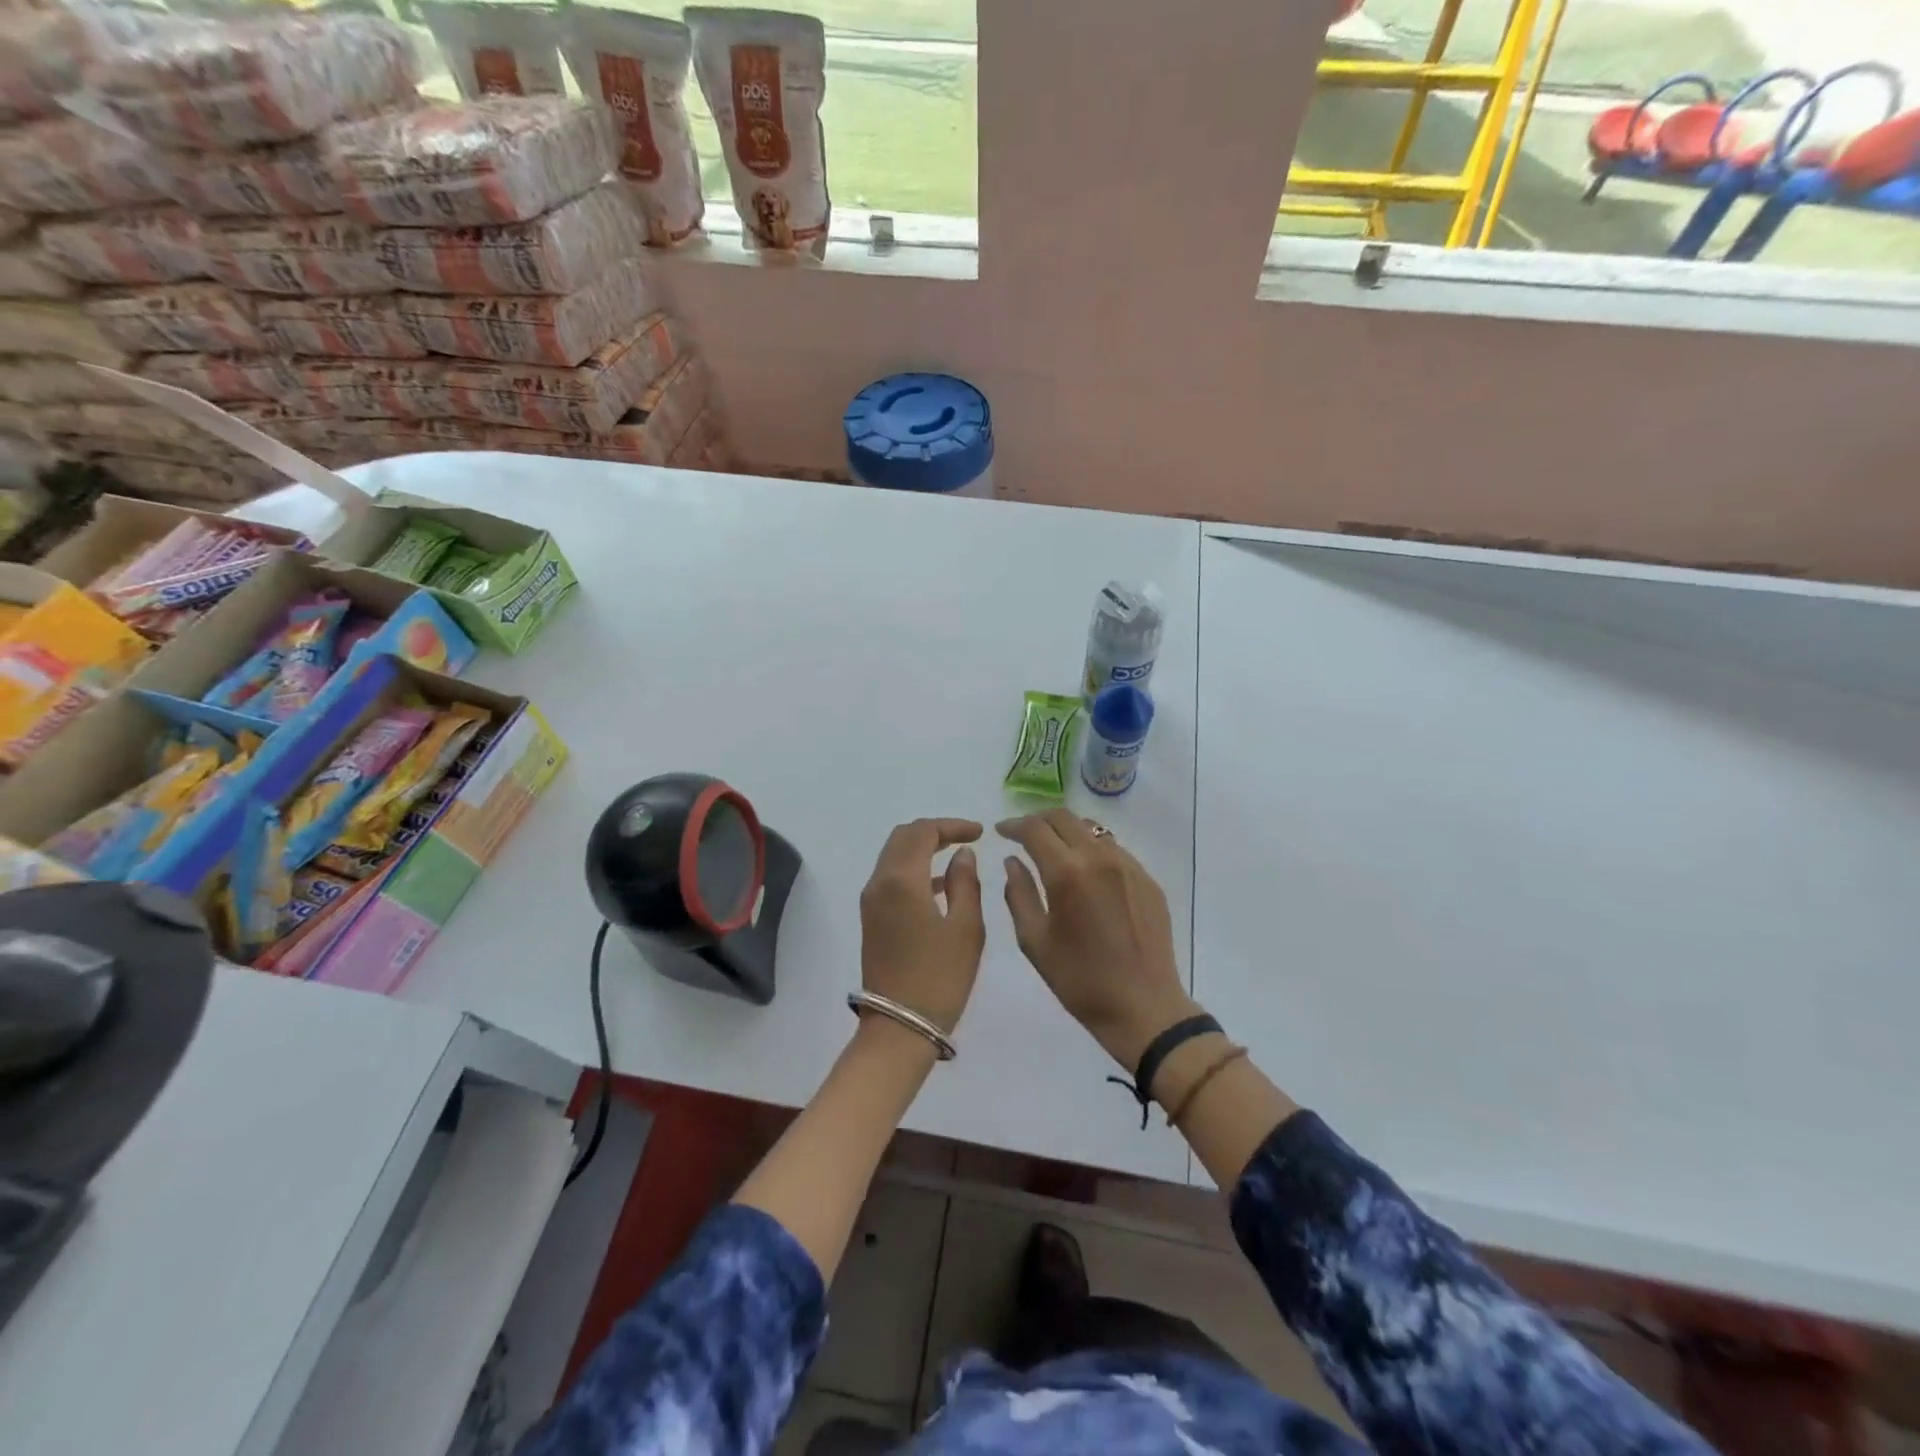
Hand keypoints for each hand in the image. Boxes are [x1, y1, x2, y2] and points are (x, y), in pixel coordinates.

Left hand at [859, 818, 985, 1034]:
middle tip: (967, 839)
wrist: (899, 1028)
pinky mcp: (871, 919)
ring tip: (957, 857)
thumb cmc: (940, 978)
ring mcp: (871, 902)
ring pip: (894, 857)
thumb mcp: (966, 929)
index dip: (952, 825)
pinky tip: (940, 886)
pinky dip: (914, 870)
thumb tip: (962, 854)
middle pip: (902, 838)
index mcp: (902, 880)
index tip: (980, 832)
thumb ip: (965, 883)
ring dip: (922, 850)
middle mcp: (879, 883)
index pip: (923, 832)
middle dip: (934, 832)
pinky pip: (891, 878)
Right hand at [999, 809, 1197, 1069]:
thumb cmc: (1080, 980)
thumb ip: (1018, 894)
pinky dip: (1092, 849)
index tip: (1001, 832)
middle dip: (1039, 821)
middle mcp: (1100, 858)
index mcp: (1067, 873)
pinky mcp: (1147, 879)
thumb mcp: (1034, 940)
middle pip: (1065, 818)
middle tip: (1023, 835)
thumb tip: (1013, 862)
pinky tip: (1085, 873)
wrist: (1143, 1007)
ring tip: (1053, 850)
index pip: (1035, 829)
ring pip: (1092, 829)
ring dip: (1067, 831)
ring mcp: (1128, 866)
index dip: (1014, 825)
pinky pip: (1114, 849)